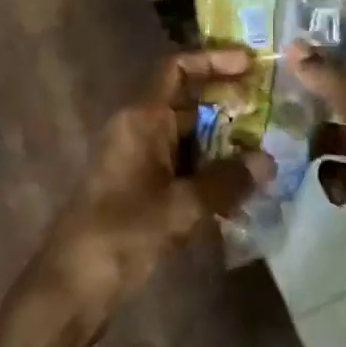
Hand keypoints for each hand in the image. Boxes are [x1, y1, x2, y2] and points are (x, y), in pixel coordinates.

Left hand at [31, 47, 273, 326]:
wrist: (72, 285)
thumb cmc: (123, 233)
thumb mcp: (181, 206)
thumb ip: (226, 181)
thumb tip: (267, 161)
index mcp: (140, 119)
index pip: (176, 70)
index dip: (213, 61)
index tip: (251, 64)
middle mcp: (137, 130)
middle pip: (187, 104)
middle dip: (228, 107)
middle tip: (272, 114)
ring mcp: (136, 160)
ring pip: (187, 139)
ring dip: (223, 145)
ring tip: (266, 155)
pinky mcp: (139, 189)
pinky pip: (180, 168)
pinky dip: (208, 173)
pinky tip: (240, 192)